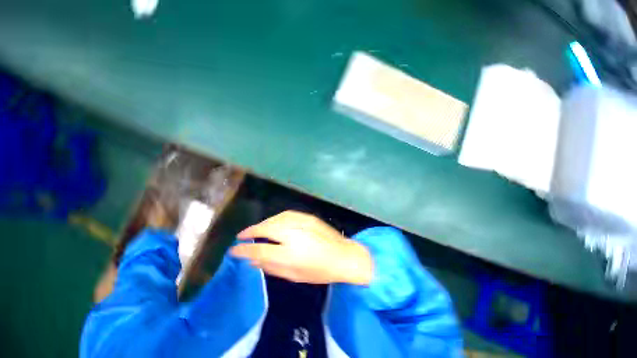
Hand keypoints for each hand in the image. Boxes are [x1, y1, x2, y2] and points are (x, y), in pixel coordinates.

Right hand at [230, 211, 372, 284]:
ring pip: (275, 219)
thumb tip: (253, 260)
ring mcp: (301, 223)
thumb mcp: (294, 275)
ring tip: (255, 230)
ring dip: (263, 223)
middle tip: (242, 235)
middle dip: (251, 231)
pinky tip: (273, 223)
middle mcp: (293, 234)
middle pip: (266, 228)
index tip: (234, 249)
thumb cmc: (320, 271)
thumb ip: (272, 267)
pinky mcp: (307, 217)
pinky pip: (286, 215)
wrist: (343, 255)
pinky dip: (276, 218)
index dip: (244, 249)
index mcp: (289, 253)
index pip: (259, 249)